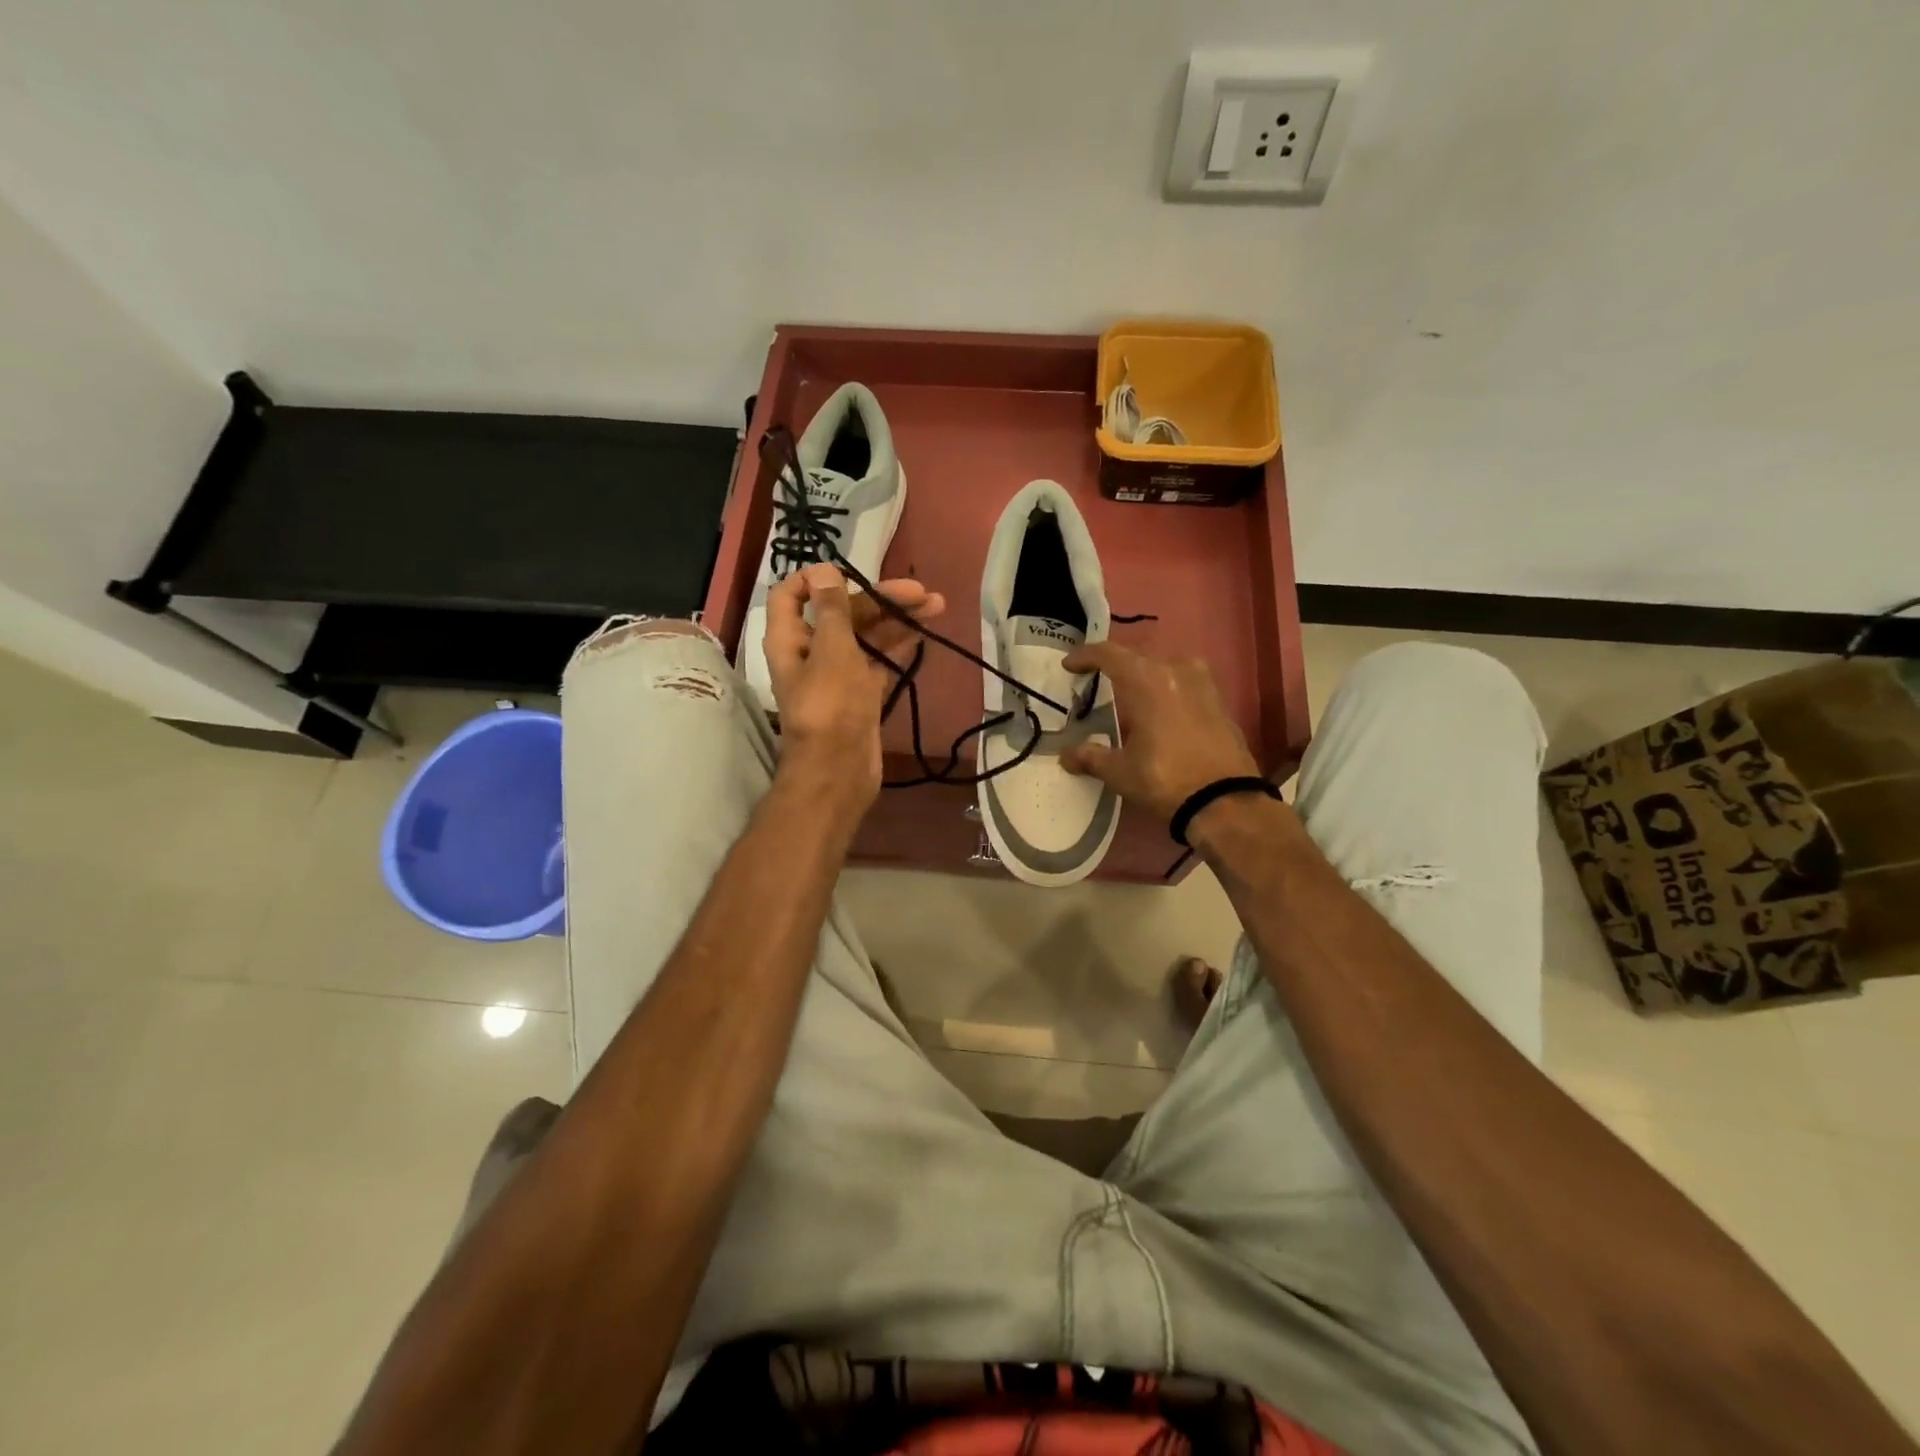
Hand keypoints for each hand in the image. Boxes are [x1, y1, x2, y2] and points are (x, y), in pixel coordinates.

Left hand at [763, 565, 944, 818]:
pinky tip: (923, 634)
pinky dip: (898, 647)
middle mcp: (812, 652)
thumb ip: (831, 609)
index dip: (816, 579)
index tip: (850, 571)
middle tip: (919, 593)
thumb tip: (822, 569)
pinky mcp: (861, 693)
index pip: (791, 595)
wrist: (839, 770)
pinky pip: (879, 661)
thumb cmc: (831, 706)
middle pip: (842, 613)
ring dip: (897, 621)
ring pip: (866, 637)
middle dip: (879, 599)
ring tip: (936, 606)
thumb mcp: (831, 649)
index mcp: (791, 638)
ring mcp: (838, 674)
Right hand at [1059, 641, 1259, 821]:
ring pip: (1164, 668)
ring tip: (1129, 696)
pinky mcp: (1219, 701)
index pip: (1108, 654)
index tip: (1069, 665)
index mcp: (1146, 679)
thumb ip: (1090, 757)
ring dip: (1144, 676)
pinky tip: (1159, 711)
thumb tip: (1066, 756)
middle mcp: (1176, 670)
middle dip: (1114, 666)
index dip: (1085, 656)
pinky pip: (1184, 683)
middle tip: (1096, 682)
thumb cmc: (1165, 779)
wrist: (1226, 801)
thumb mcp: (1120, 771)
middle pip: (1137, 657)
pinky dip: (1166, 690)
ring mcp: (1203, 683)